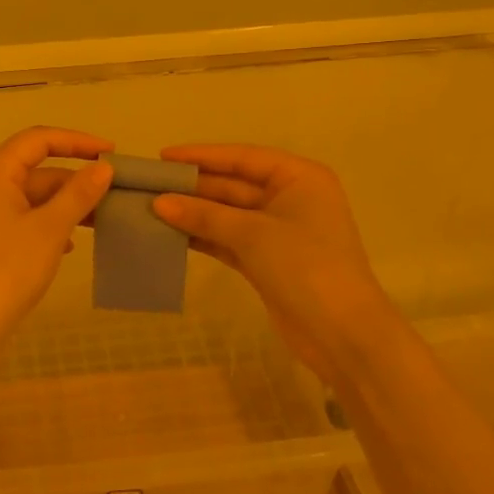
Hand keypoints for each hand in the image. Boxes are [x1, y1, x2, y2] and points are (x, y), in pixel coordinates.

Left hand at [0, 127, 115, 358]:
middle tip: (115, 192)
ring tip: (103, 219)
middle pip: (38, 168)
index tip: (111, 151)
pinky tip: (72, 245)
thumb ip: (78, 194)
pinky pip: (27, 219)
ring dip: (67, 205)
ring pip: (34, 197)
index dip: (77, 141)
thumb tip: (103, 166)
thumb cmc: (7, 269)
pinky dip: (51, 224)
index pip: (39, 139)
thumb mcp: (49, 228)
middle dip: (76, 178)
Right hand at [150, 144, 391, 381]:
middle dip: (193, 187)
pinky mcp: (267, 261)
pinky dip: (202, 237)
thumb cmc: (306, 267)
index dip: (202, 156)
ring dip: (193, 213)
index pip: (242, 157)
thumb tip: (158, 202)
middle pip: (233, 185)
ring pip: (227, 214)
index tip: (163, 156)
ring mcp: (278, 232)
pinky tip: (169, 234)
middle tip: (148, 185)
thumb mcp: (253, 234)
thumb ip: (204, 215)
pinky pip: (228, 240)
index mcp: (298, 178)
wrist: (345, 337)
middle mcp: (290, 198)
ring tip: (150, 208)